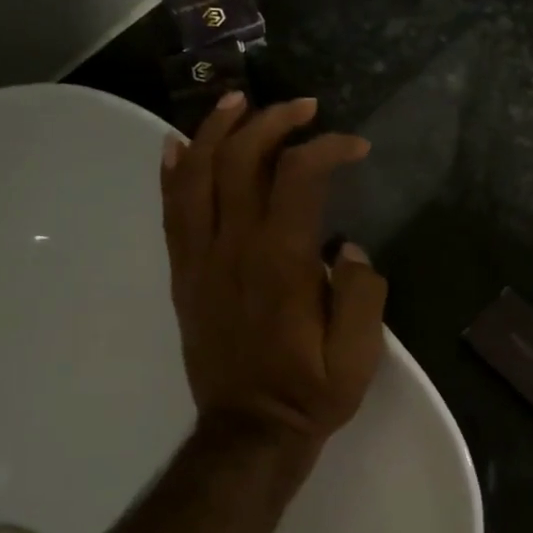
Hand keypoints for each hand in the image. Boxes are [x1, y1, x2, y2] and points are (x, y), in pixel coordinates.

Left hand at [160, 92, 387, 447]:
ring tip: (238, 101)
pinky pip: (171, 212)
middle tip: (303, 106)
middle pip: (242, 159)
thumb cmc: (309, 392)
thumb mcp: (358, 355)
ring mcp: (200, 259)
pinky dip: (175, 172)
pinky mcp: (183, 275)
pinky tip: (180, 146)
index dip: (328, 147)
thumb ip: (361, 293)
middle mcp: (234, 247)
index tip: (355, 147)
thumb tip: (347, 247)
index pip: (299, 175)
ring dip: (217, 129)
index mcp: (281, 261)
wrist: (249, 431)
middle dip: (273, 120)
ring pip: (198, 174)